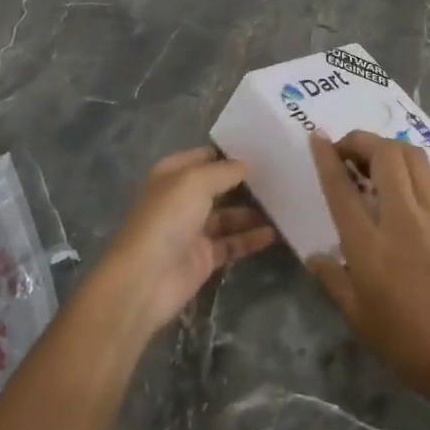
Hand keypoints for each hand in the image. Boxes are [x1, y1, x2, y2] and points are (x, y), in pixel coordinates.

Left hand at [94, 147, 275, 334]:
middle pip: (220, 186)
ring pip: (229, 216)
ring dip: (253, 211)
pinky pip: (232, 243)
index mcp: (174, 174)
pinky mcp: (204, 257)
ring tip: (285, 204)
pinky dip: (251, 238)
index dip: (232, 153)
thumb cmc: (167, 218)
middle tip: (282, 176)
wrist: (145, 279)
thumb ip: (224, 171)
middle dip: (247, 182)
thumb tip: (246, 164)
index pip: (206, 156)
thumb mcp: (195, 182)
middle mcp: (183, 198)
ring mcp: (193, 229)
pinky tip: (274, 233)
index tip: (264, 150)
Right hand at [307, 131, 429, 404]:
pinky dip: (416, 168)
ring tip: (376, 162)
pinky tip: (408, 184)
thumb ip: (333, 278)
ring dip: (389, 149)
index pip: (342, 187)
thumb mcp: (357, 315)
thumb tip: (314, 255)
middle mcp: (402, 219)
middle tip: (348, 152)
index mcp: (369, 246)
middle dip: (361, 141)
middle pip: (384, 154)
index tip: (317, 137)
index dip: (327, 157)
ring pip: (413, 156)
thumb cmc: (406, 341)